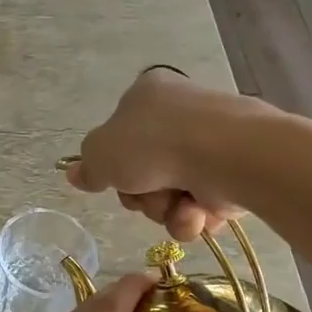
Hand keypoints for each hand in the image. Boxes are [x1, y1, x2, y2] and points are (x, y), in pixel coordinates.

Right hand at [66, 70, 248, 240]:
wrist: (224, 154)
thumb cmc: (154, 144)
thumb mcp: (101, 153)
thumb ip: (88, 166)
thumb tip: (76, 174)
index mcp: (148, 94)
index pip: (121, 133)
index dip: (115, 164)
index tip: (114, 180)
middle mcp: (181, 114)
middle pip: (144, 171)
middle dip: (142, 195)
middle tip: (146, 194)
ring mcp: (211, 143)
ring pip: (171, 194)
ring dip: (166, 210)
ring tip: (179, 206)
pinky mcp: (235, 171)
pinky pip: (202, 206)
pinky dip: (195, 216)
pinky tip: (198, 214)